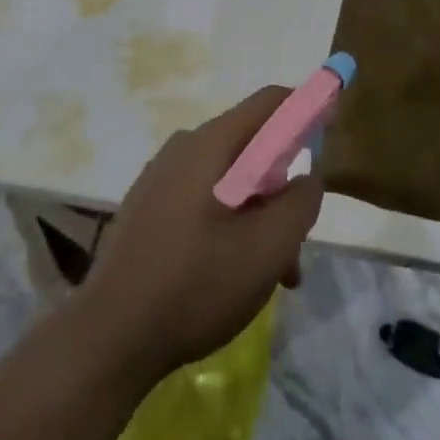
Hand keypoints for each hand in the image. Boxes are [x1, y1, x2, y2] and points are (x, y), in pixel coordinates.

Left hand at [78, 88, 322, 378]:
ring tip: (270, 277)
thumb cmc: (195, 285)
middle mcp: (184, 147)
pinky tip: (229, 276)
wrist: (108, 337)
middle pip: (250, 147)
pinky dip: (228, 224)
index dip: (306, 109)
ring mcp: (160, 177)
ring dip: (257, 217)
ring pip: (227, 180)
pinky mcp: (147, 207)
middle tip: (295, 244)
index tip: (330, 133)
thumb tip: (308, 176)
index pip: (269, 103)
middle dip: (282, 188)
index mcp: (211, 144)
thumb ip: (299, 204)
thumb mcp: (266, 249)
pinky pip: (201, 199)